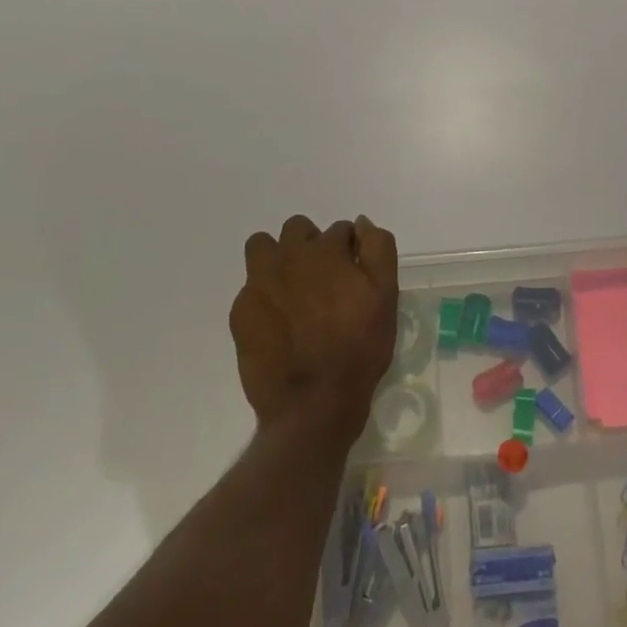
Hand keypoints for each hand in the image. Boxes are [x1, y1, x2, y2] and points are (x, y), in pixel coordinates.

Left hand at [231, 214, 397, 439]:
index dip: (351, 250)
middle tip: (325, 279)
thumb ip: (378, 250)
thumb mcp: (386, 296)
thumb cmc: (359, 348)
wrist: (314, 403)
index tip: (355, 274)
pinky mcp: (240, 312)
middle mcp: (287, 258)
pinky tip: (279, 324)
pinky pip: (251, 288)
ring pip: (262, 248)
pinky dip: (265, 296)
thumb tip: (360, 223)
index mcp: (325, 251)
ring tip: (293, 290)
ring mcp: (258, 284)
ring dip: (278, 258)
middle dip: (312, 245)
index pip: (341, 230)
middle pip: (297, 229)